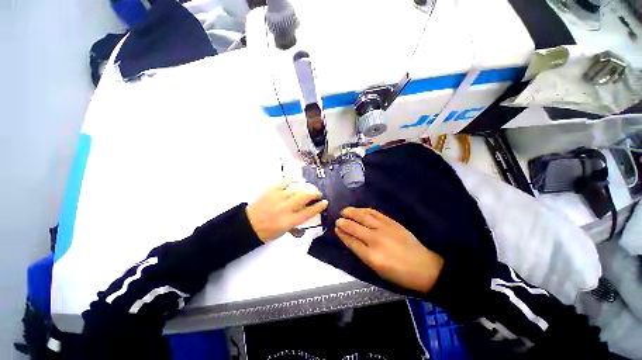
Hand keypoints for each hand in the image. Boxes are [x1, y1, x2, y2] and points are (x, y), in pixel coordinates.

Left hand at [246, 179, 327, 241]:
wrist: (248, 225)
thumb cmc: (267, 231)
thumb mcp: (285, 231)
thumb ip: (297, 222)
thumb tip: (307, 213)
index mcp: (289, 221)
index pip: (308, 212)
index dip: (318, 206)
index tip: (324, 202)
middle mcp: (285, 208)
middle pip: (304, 197)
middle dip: (314, 193)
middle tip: (318, 193)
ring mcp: (278, 198)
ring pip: (296, 188)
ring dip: (305, 187)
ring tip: (308, 188)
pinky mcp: (271, 191)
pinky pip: (284, 181)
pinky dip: (291, 180)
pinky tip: (294, 181)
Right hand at [335, 207, 443, 293]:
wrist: (424, 267)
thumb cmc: (399, 274)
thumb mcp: (377, 270)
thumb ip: (362, 254)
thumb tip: (350, 240)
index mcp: (371, 256)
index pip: (351, 241)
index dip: (342, 234)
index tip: (336, 229)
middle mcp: (375, 240)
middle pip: (354, 227)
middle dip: (343, 222)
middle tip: (338, 219)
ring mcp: (384, 229)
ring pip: (363, 217)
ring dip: (352, 212)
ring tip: (345, 211)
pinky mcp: (392, 222)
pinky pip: (375, 213)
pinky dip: (365, 210)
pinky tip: (360, 210)